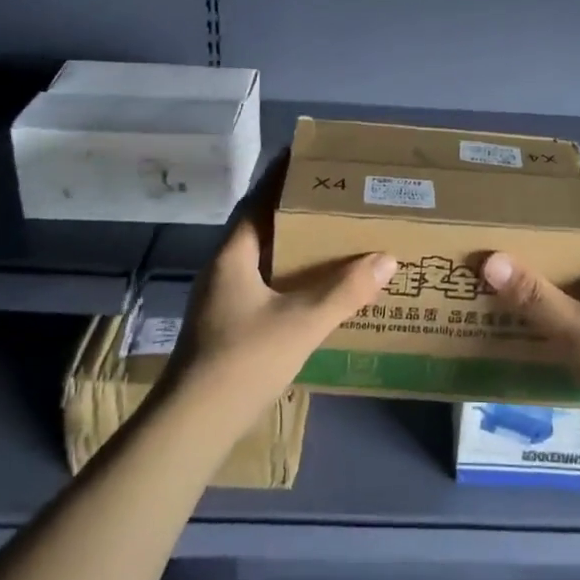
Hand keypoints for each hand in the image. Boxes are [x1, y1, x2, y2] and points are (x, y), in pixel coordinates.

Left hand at [168, 159, 395, 420]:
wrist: (193, 425)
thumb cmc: (243, 360)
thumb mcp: (301, 322)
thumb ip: (345, 291)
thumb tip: (386, 258)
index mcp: (234, 254)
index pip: (258, 201)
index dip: (280, 176)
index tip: (306, 154)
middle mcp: (225, 269)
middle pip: (262, 226)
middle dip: (294, 209)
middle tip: (334, 195)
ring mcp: (223, 299)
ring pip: (263, 258)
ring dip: (293, 245)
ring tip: (331, 234)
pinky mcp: (228, 325)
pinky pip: (265, 284)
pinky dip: (290, 276)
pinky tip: (314, 287)